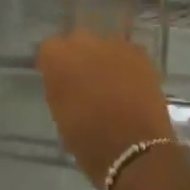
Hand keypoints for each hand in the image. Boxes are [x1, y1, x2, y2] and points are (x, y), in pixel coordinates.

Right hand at [35, 29, 176, 185]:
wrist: (133, 150)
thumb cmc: (87, 139)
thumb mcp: (60, 111)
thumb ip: (59, 85)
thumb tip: (64, 78)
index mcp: (57, 56)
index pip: (50, 48)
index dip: (54, 64)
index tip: (59, 80)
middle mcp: (84, 40)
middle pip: (77, 39)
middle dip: (79, 55)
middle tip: (84, 80)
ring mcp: (114, 44)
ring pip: (104, 44)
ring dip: (104, 58)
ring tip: (110, 83)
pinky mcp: (140, 53)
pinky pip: (126, 53)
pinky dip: (126, 65)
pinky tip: (129, 84)